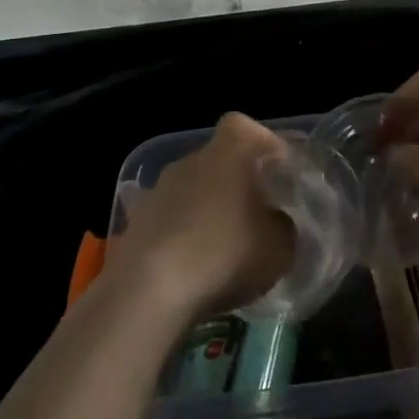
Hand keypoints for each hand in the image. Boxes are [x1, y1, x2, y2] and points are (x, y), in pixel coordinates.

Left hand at [111, 112, 296, 323]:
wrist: (148, 292)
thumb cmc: (224, 255)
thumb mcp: (279, 248)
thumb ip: (283, 226)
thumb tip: (274, 221)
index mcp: (226, 154)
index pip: (242, 126)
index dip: (262, 141)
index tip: (278, 167)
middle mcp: (188, 162)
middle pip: (217, 161)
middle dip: (236, 182)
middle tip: (255, 213)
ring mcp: (156, 192)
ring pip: (191, 191)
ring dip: (207, 210)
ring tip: (223, 247)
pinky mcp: (135, 224)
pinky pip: (169, 221)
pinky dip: (182, 236)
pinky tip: (192, 267)